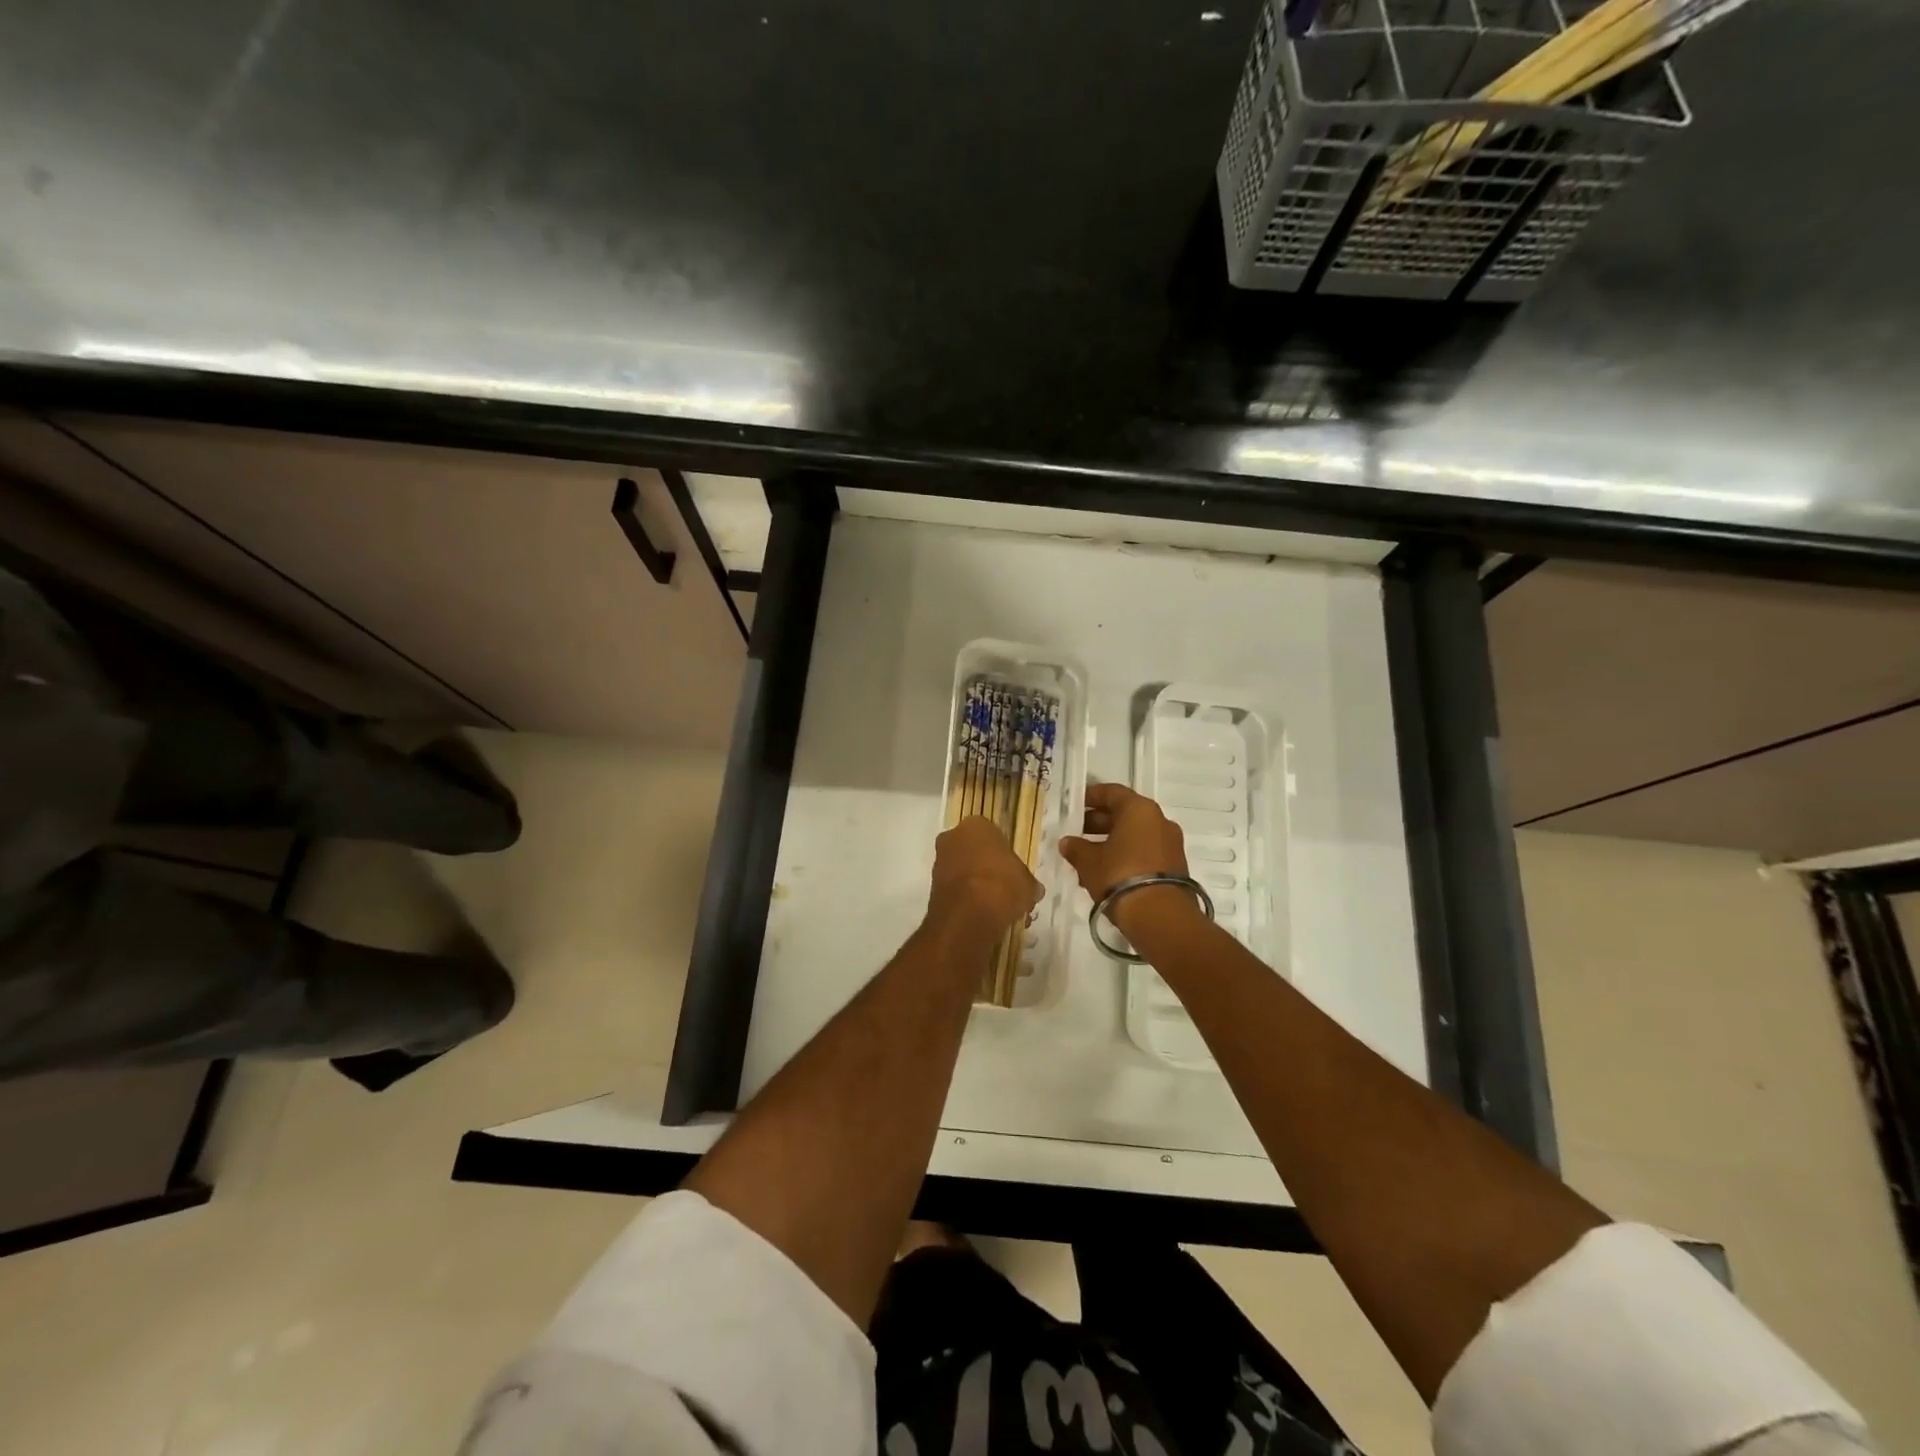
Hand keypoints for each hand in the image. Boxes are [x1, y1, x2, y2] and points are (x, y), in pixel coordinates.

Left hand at [929, 816, 1041, 934]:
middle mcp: (952, 837)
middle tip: (1005, 888)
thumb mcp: (1028, 883)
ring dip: (976, 885)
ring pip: (962, 871)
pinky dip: (966, 900)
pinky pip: (955, 890)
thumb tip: (1032, 890)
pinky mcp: (932, 888)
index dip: (1003, 852)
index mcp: (975, 825)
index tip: (1013, 870)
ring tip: (996, 907)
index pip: (992, 833)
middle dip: (987, 867)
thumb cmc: (1003, 885)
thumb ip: (1027, 882)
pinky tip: (983, 916)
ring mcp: (939, 862)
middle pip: (973, 850)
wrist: (969, 916)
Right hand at [1059, 783, 1198, 936]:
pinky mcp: (1175, 866)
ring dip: (1112, 841)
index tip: (1076, 803)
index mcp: (1139, 809)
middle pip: (1125, 813)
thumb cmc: (1119, 876)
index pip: (1112, 792)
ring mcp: (1170, 844)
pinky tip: (1106, 871)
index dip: (1091, 796)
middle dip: (1100, 822)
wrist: (1160, 917)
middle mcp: (1159, 820)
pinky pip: (1145, 852)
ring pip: (1135, 834)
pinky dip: (1126, 855)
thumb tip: (1067, 842)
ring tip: (1087, 856)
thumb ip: (1076, 848)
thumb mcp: (1089, 861)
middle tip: (1078, 831)